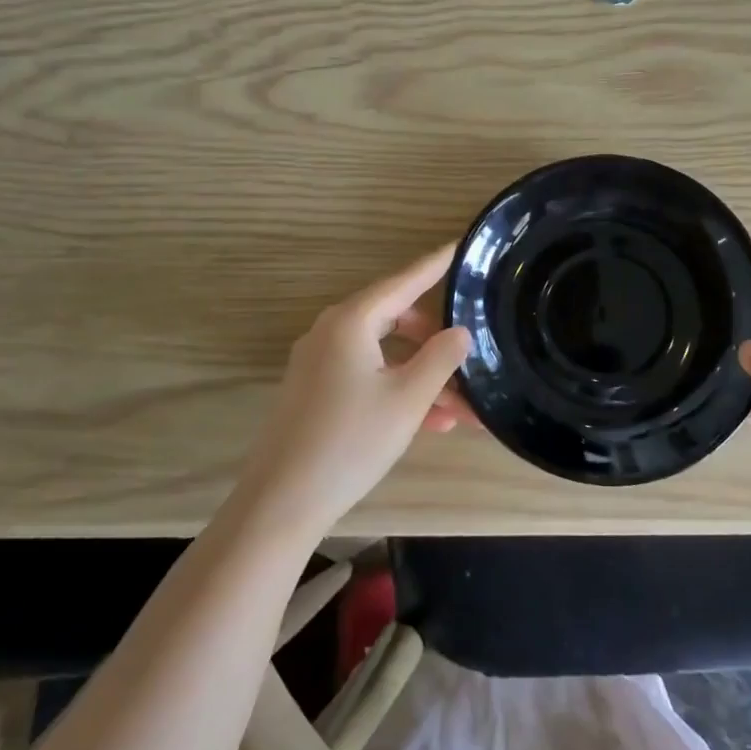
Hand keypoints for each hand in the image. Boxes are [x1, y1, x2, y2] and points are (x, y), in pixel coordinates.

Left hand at [235, 244, 470, 534]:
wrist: (282, 502)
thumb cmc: (350, 441)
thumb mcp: (408, 399)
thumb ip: (440, 358)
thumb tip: (460, 331)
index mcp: (352, 322)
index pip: (404, 281)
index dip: (435, 265)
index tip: (460, 247)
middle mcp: (332, 332)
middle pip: (395, 319)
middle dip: (436, 340)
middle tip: (469, 352)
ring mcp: (320, 363)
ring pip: (385, 355)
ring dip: (423, 376)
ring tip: (463, 409)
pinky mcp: (317, 392)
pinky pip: (368, 377)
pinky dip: (398, 391)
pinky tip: (433, 423)